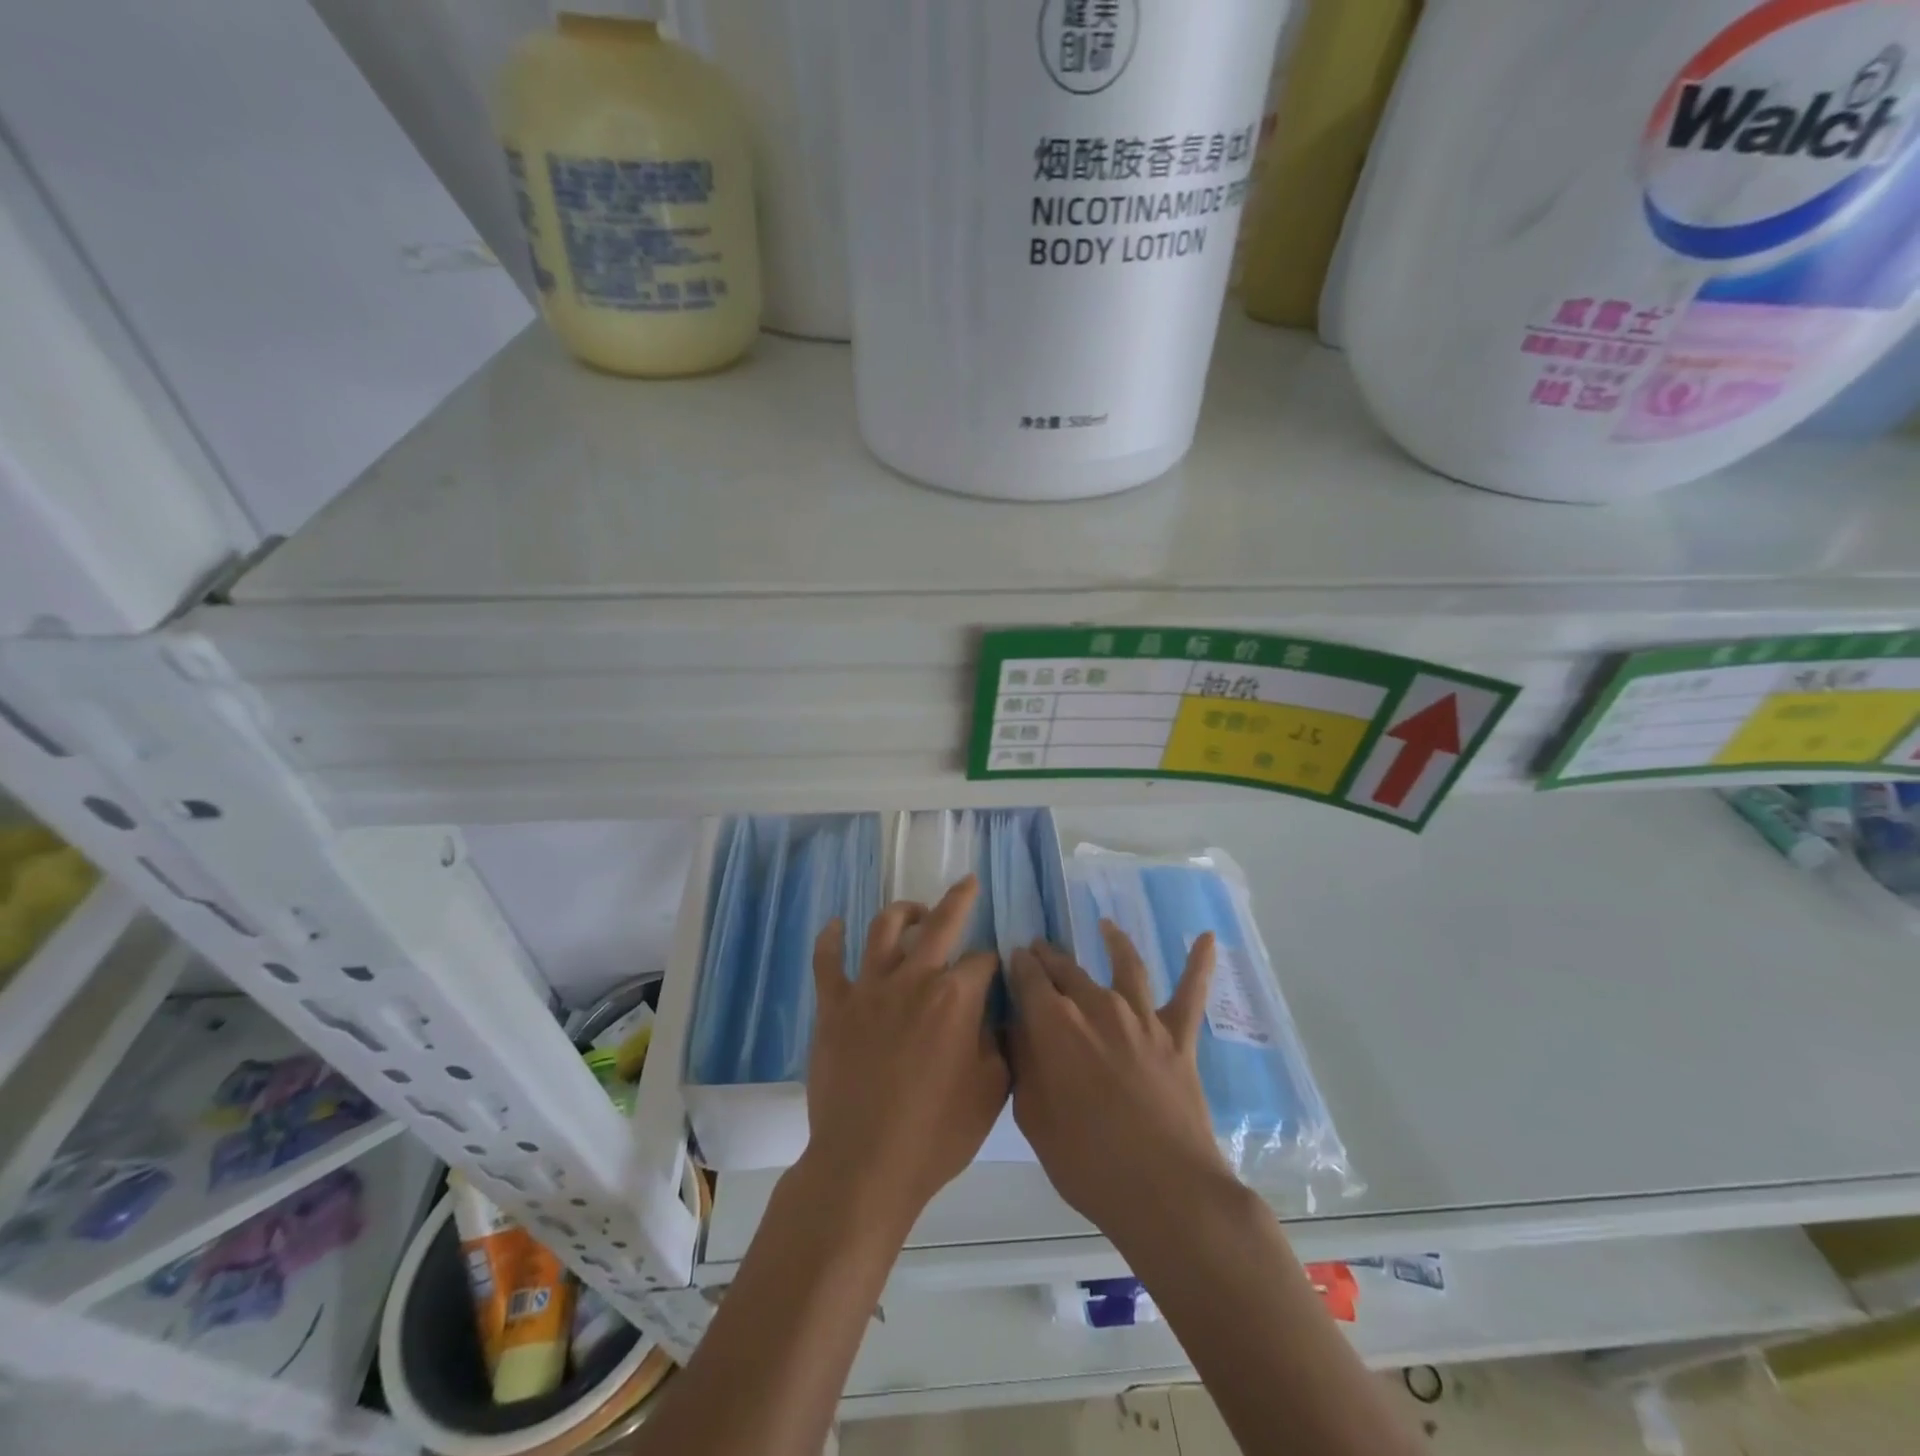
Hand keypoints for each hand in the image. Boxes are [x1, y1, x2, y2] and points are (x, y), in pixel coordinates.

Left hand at [804, 877, 1007, 1227]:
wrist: (865, 1165)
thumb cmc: (936, 1134)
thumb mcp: (991, 1092)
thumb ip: (999, 1043)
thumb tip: (995, 1014)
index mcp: (955, 997)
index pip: (983, 962)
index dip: (993, 966)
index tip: (995, 976)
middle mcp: (913, 978)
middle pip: (940, 923)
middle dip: (959, 899)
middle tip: (967, 884)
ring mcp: (868, 988)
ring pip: (885, 929)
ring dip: (903, 911)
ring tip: (913, 909)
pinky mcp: (834, 1006)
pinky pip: (827, 961)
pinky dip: (831, 938)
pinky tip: (835, 925)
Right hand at [1008, 923, 1230, 1250]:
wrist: (1165, 1191)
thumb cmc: (1086, 1161)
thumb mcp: (1033, 1116)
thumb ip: (1024, 1063)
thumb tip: (1019, 1028)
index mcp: (1054, 1022)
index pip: (1028, 977)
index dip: (1018, 965)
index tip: (1012, 958)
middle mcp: (1097, 1005)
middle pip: (1067, 968)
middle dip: (1049, 956)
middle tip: (1039, 949)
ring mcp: (1142, 1017)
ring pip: (1125, 965)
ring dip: (1112, 942)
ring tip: (1105, 926)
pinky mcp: (1179, 1036)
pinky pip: (1191, 993)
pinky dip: (1199, 963)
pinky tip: (1208, 938)